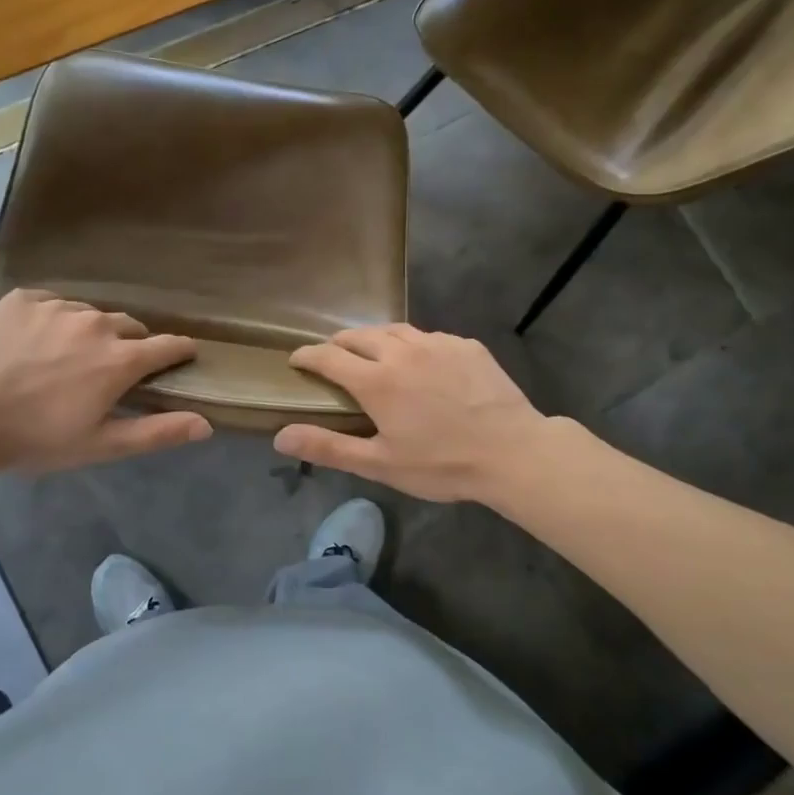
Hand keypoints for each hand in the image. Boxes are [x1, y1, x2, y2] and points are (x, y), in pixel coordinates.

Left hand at [0, 290, 211, 472]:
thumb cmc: (38, 438)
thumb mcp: (102, 444)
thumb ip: (157, 431)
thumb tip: (206, 424)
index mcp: (121, 359)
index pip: (168, 345)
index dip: (179, 351)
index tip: (182, 356)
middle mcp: (97, 323)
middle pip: (130, 327)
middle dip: (129, 345)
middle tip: (110, 370)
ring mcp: (59, 306)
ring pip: (91, 314)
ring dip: (91, 332)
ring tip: (67, 358)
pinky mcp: (26, 298)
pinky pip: (54, 304)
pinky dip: (55, 321)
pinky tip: (36, 344)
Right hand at [274, 324, 555, 502]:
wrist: (513, 452)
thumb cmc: (442, 464)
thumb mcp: (379, 464)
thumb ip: (328, 447)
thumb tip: (280, 437)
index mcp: (376, 380)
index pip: (328, 356)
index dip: (306, 355)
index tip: (296, 360)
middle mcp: (401, 351)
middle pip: (358, 335)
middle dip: (338, 344)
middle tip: (332, 358)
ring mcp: (437, 343)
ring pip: (394, 330)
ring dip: (373, 338)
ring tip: (371, 352)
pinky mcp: (466, 345)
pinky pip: (429, 336)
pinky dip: (412, 345)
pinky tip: (421, 362)